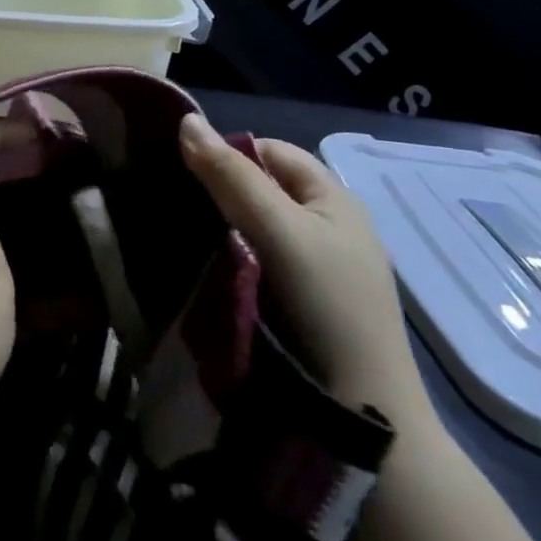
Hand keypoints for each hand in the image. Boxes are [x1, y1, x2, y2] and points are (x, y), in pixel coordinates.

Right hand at [178, 115, 433, 427]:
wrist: (364, 421)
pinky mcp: (304, 305)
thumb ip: (231, 176)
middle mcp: (328, 226)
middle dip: (220, 193)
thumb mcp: (279, 231)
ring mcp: (318, 270)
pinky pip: (259, 263)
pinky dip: (233, 261)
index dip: (227, 154)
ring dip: (223, 230)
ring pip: (256, 228)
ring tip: (183, 238)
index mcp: (333, 198)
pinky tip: (208, 273)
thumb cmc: (327, 308)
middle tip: (177, 208)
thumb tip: (185, 120)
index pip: (270, 151)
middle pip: (262, 189)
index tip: (183, 174)